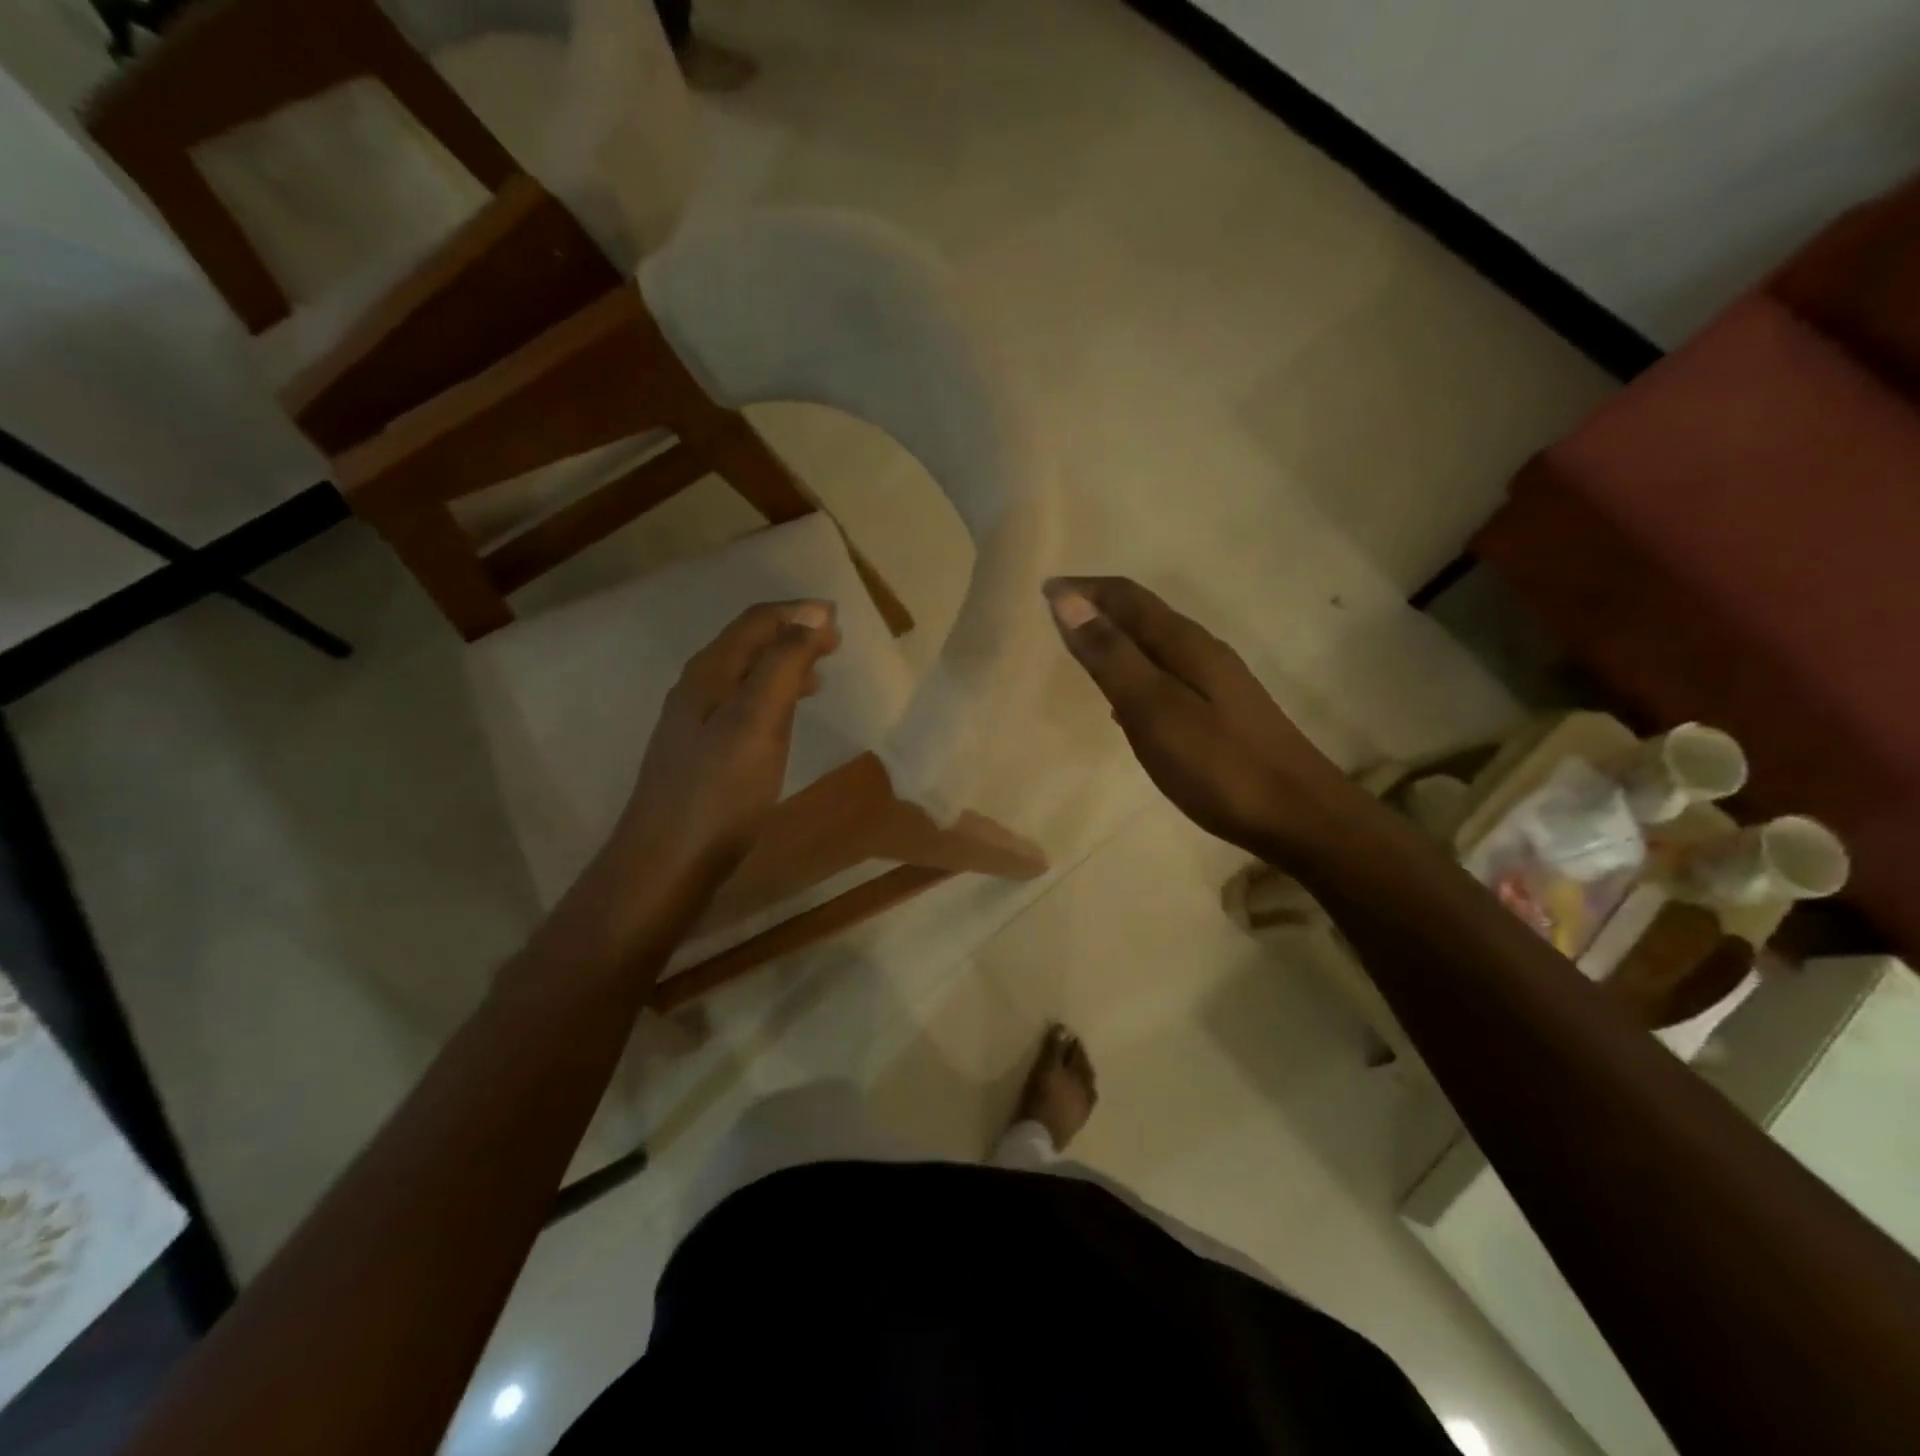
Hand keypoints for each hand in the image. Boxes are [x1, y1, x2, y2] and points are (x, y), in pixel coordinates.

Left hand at [614, 600, 840, 879]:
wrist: (667, 862)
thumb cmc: (720, 791)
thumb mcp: (758, 721)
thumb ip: (784, 664)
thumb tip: (812, 613)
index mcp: (710, 673)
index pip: (755, 623)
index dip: (797, 614)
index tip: (838, 619)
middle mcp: (697, 689)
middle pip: (747, 644)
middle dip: (791, 635)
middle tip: (834, 644)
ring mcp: (694, 723)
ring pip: (744, 676)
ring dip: (782, 666)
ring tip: (819, 674)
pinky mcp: (701, 753)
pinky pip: (742, 706)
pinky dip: (771, 697)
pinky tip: (784, 719)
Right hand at [1044, 577, 1337, 856]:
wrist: (1300, 815)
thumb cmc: (1219, 765)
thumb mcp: (1154, 710)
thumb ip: (1111, 657)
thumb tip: (1068, 600)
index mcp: (1184, 644)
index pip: (1127, 598)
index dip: (1084, 589)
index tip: (1044, 590)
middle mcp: (1202, 652)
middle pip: (1143, 615)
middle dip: (1098, 607)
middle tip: (1057, 615)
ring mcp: (1217, 682)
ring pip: (1155, 646)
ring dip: (1117, 640)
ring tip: (1082, 651)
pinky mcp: (1222, 712)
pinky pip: (1167, 675)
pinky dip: (1136, 673)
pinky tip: (1126, 701)